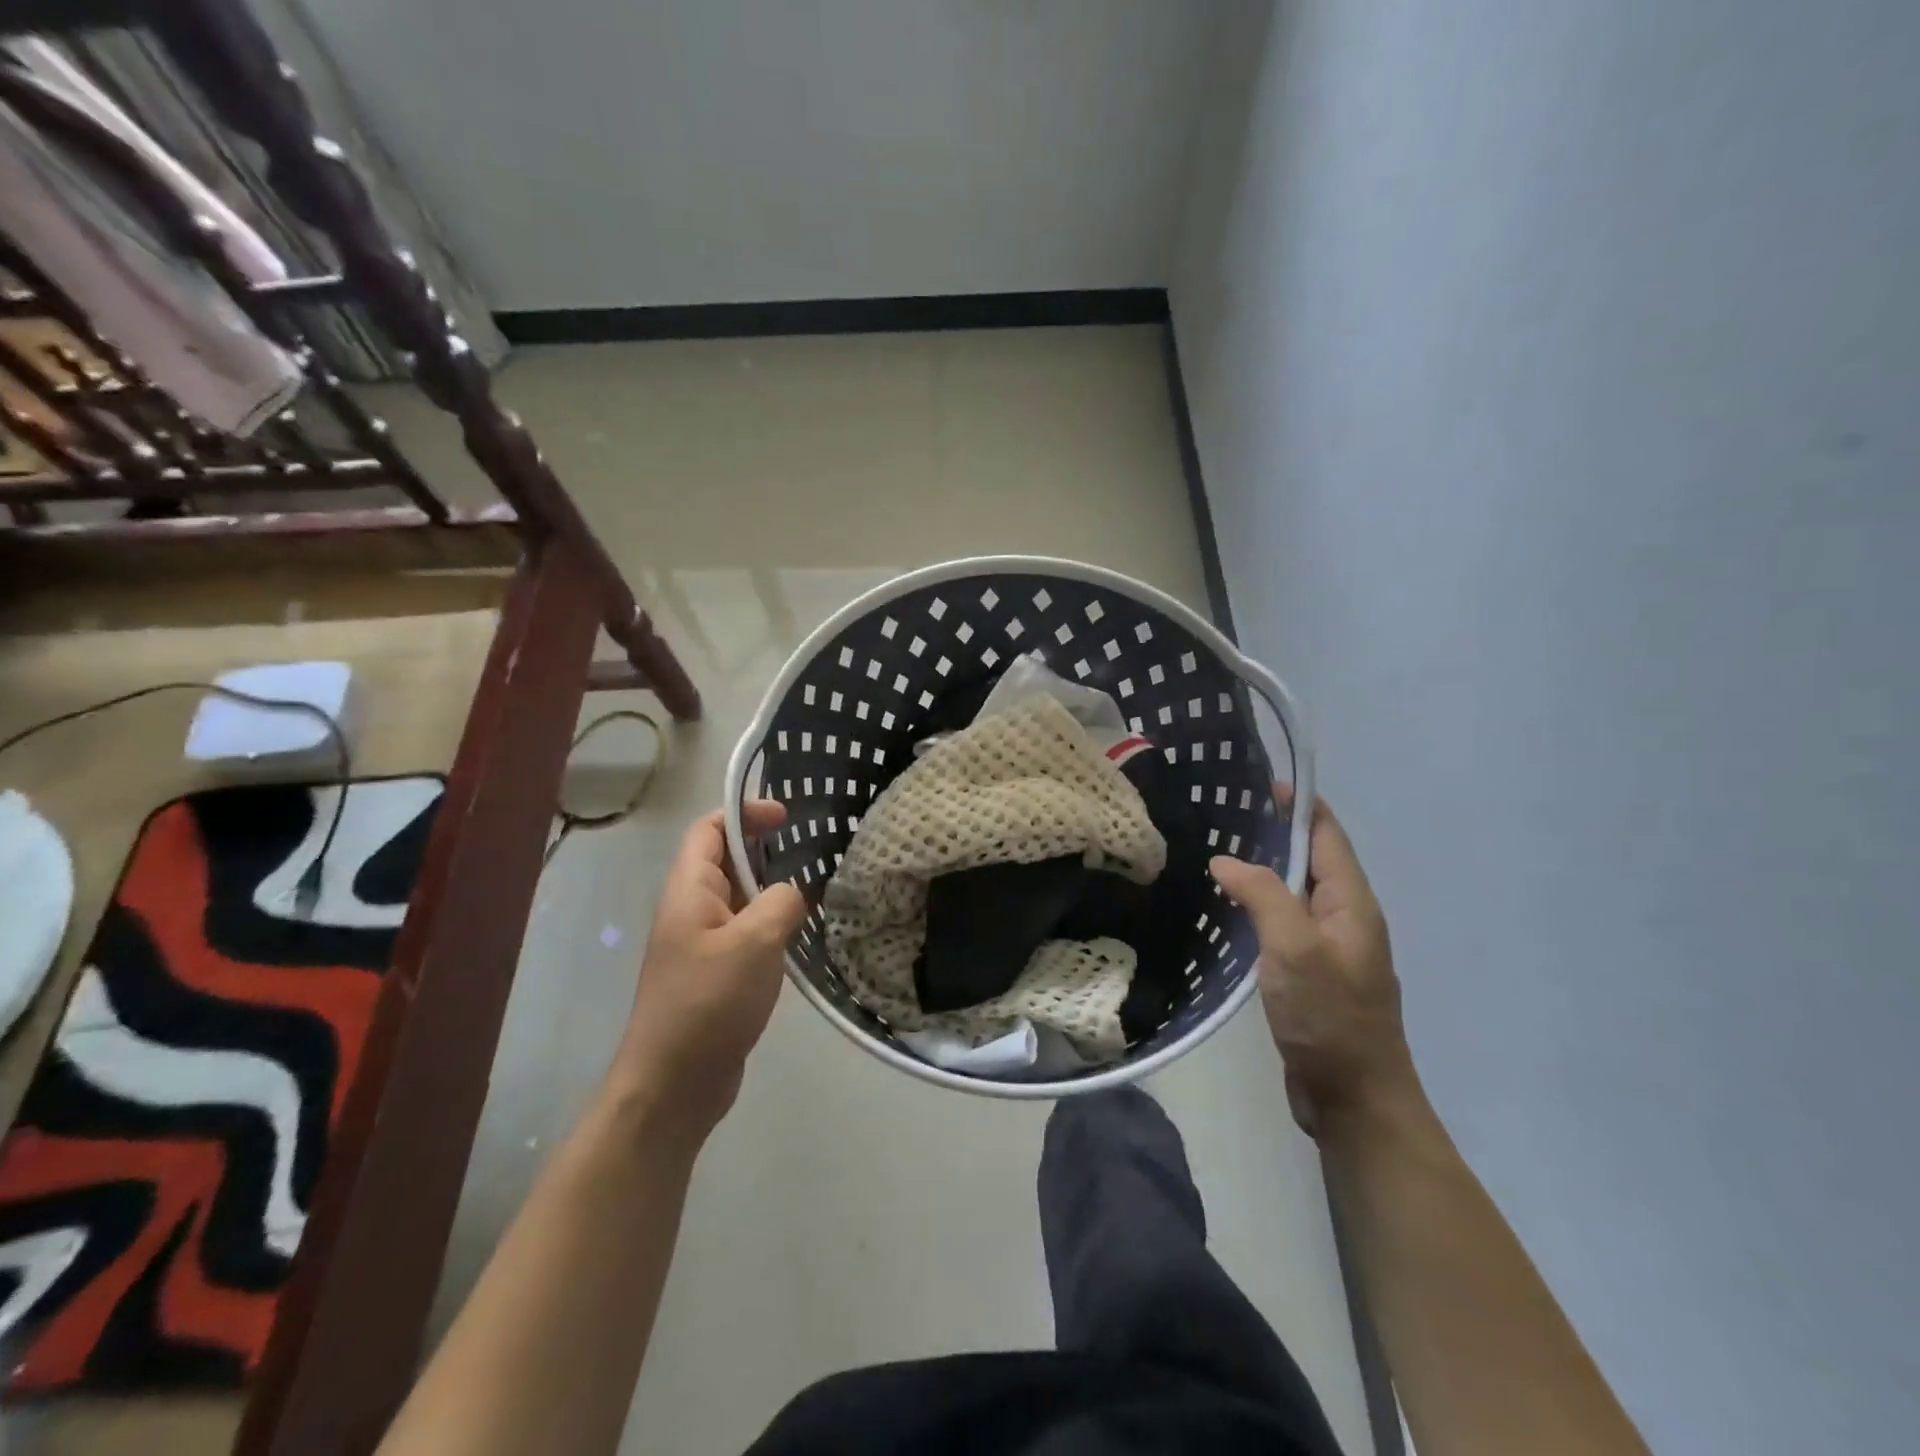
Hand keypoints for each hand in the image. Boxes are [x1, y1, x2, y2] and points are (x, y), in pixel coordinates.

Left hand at [609, 801, 808, 1140]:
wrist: (673, 1085)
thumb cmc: (708, 1003)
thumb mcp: (754, 942)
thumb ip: (780, 901)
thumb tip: (794, 892)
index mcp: (690, 890)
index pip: (710, 830)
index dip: (745, 813)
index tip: (787, 817)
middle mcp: (692, 910)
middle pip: (727, 860)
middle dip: (767, 849)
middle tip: (814, 851)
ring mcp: (703, 944)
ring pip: (742, 899)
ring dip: (774, 889)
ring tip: (819, 888)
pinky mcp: (717, 974)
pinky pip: (748, 933)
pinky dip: (774, 925)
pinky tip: (804, 935)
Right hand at [1209, 786, 1417, 1139]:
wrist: (1354, 1098)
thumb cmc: (1330, 1017)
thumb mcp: (1294, 947)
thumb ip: (1262, 895)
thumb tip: (1225, 860)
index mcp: (1352, 903)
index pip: (1327, 836)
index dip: (1299, 805)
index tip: (1259, 783)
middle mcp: (1345, 918)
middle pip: (1310, 860)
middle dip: (1274, 833)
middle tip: (1223, 816)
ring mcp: (1329, 948)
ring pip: (1294, 893)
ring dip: (1263, 871)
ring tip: (1217, 854)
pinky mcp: (1311, 974)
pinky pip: (1284, 924)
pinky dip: (1259, 906)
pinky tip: (1228, 910)